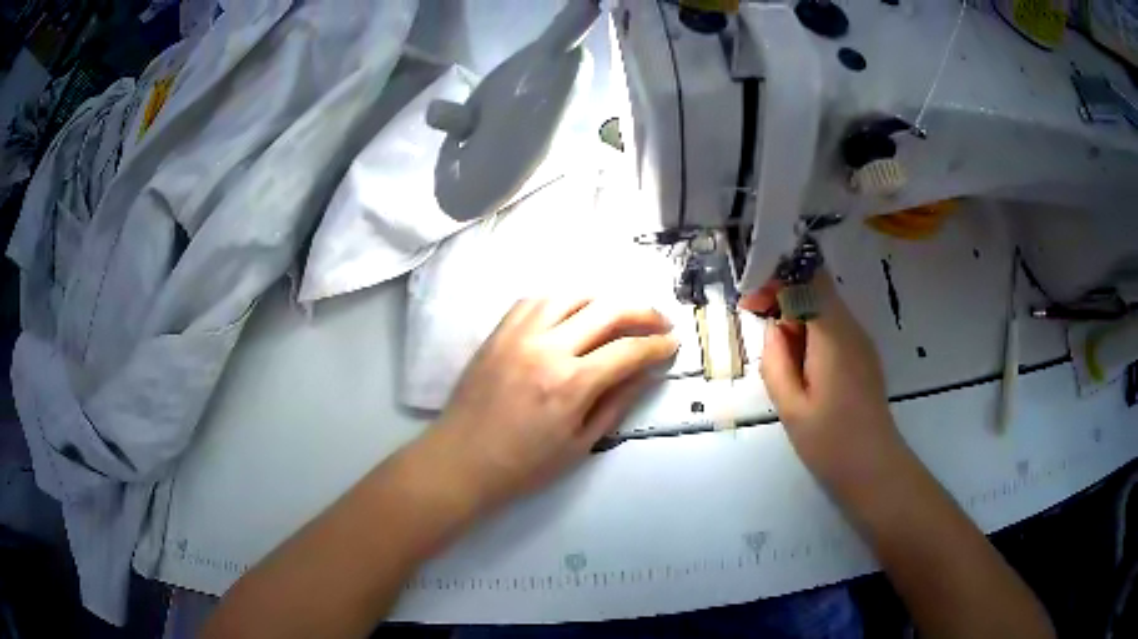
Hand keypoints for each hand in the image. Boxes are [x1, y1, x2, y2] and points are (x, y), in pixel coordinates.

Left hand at [429, 299, 677, 513]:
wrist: (462, 460)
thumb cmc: (524, 464)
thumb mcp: (581, 444)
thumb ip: (618, 402)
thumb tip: (648, 373)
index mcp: (571, 383)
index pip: (628, 350)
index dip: (658, 345)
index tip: (673, 344)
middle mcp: (548, 347)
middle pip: (607, 309)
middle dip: (642, 311)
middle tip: (659, 321)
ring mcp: (519, 334)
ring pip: (571, 295)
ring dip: (603, 299)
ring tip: (619, 313)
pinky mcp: (498, 332)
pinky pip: (535, 300)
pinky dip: (563, 300)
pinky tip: (573, 312)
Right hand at [749, 272, 904, 488]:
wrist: (874, 469)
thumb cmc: (830, 442)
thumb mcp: (791, 406)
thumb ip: (776, 360)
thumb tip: (774, 330)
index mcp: (834, 336)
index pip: (809, 279)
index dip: (778, 280)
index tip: (752, 305)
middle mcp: (851, 329)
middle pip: (816, 291)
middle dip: (784, 302)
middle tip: (760, 334)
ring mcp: (861, 343)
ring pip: (824, 311)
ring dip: (797, 323)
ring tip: (782, 364)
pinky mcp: (863, 358)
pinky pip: (833, 332)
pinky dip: (812, 338)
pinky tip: (802, 372)